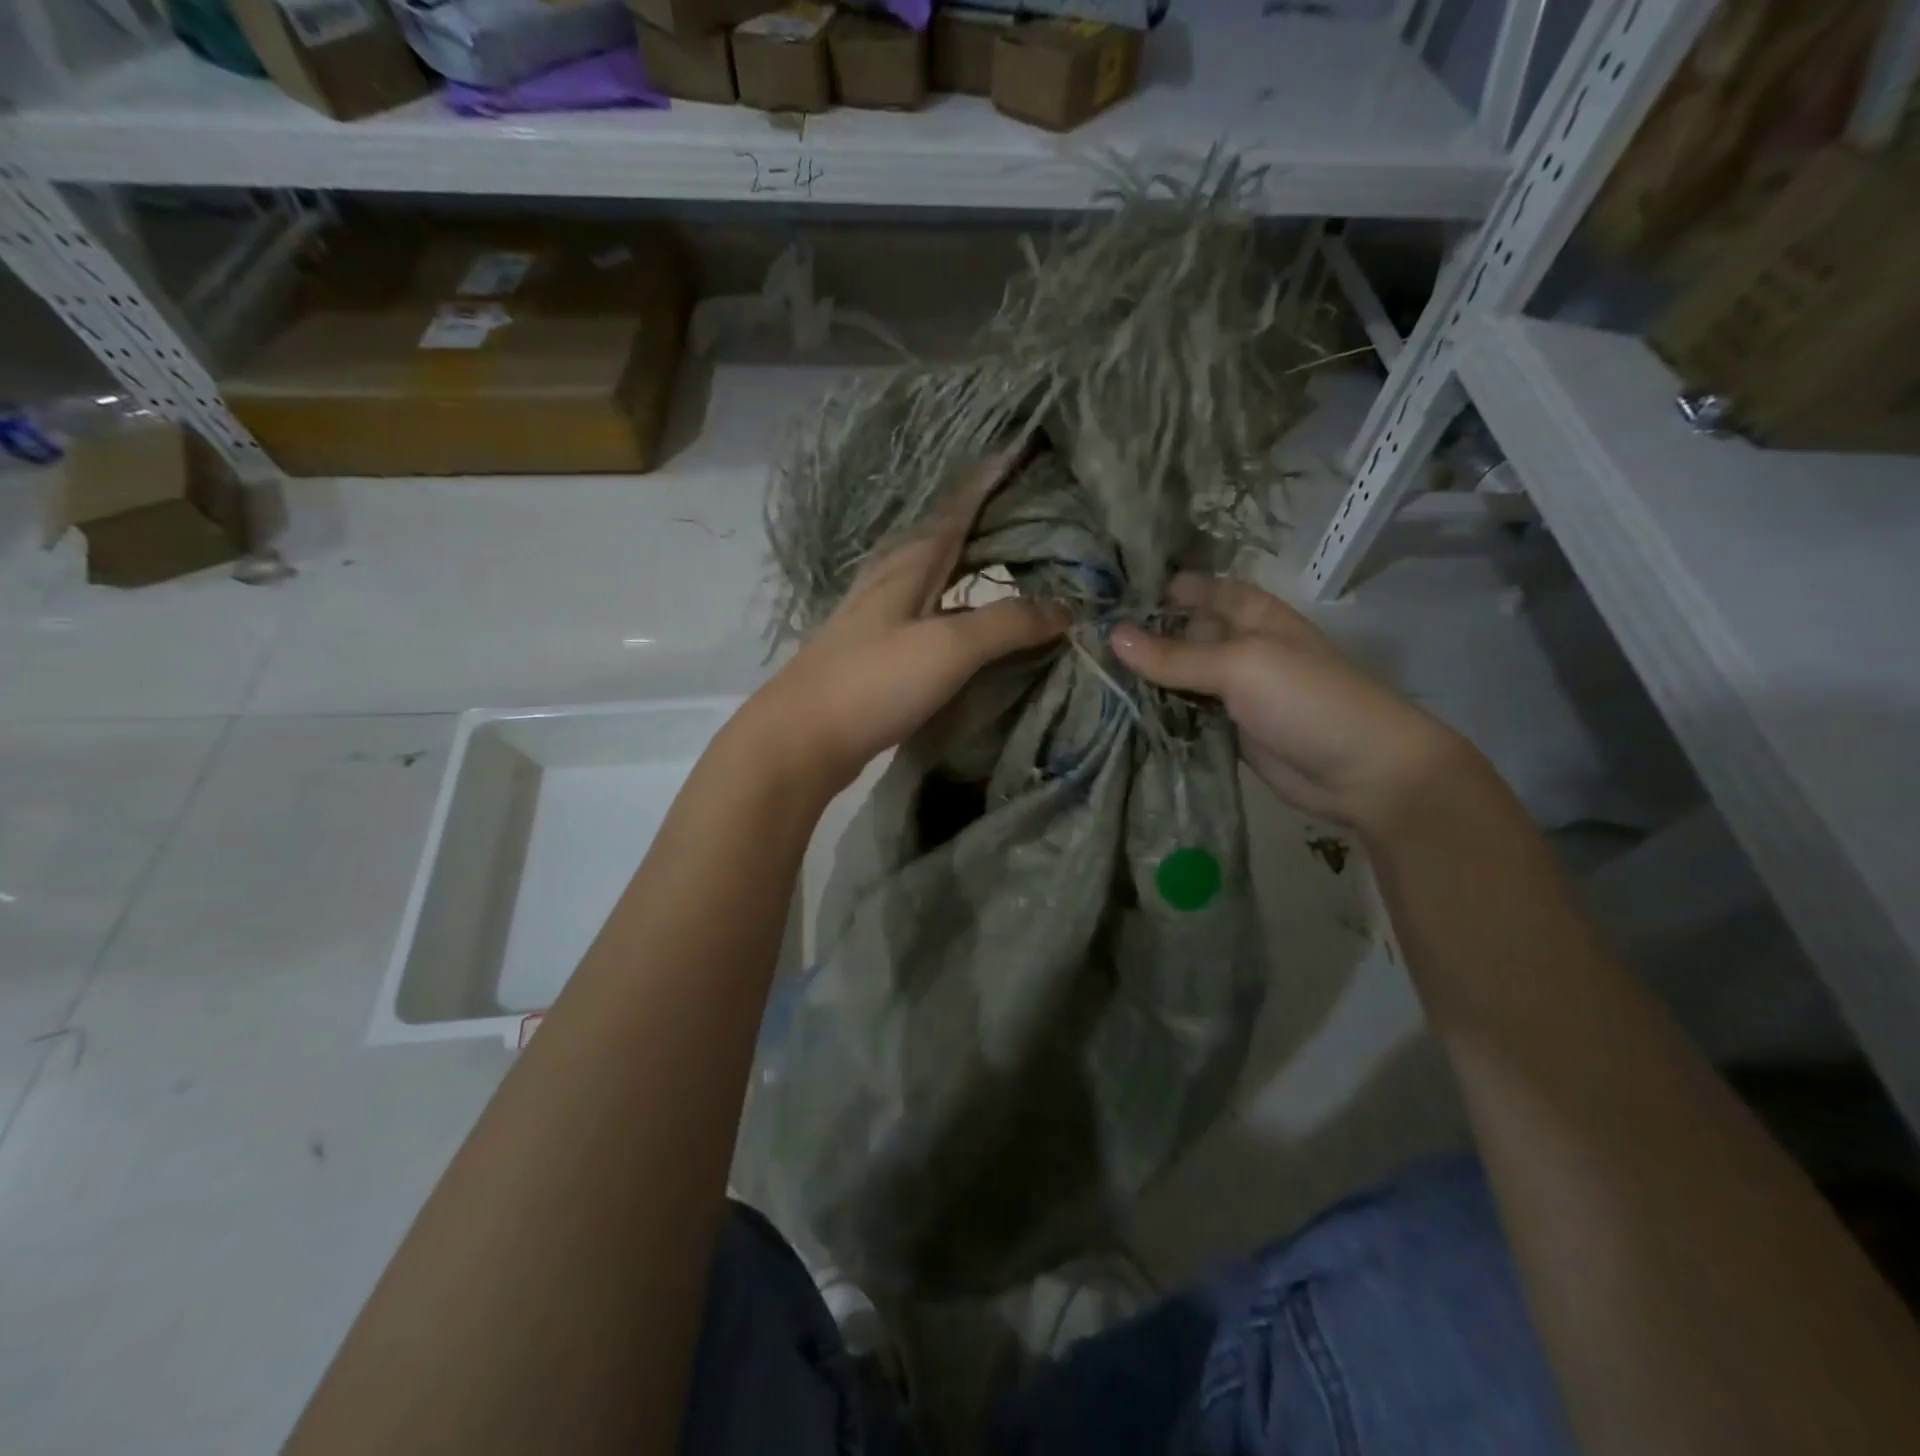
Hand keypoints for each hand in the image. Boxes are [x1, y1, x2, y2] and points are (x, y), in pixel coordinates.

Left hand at [736, 454, 1068, 799]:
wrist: (803, 738)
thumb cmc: (873, 681)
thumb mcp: (948, 647)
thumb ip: (1007, 624)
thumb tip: (1065, 607)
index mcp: (909, 561)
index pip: (958, 504)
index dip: (991, 477)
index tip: (1024, 450)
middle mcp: (893, 576)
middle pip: (946, 534)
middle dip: (988, 516)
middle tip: (1036, 508)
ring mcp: (881, 613)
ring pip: (936, 572)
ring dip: (973, 560)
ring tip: (1013, 557)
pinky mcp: (878, 648)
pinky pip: (930, 609)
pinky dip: (960, 604)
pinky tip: (973, 618)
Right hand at [1111, 574, 1474, 832]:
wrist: (1362, 772)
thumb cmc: (1307, 699)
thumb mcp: (1241, 666)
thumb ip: (1176, 655)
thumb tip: (1112, 636)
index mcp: (1251, 616)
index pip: (1200, 590)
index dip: (1161, 588)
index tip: (1108, 592)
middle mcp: (1238, 648)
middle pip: (1182, 635)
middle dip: (1141, 637)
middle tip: (1080, 640)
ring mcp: (1232, 693)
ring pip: (1178, 679)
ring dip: (1143, 681)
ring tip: (1085, 677)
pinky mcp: (1225, 732)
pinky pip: (1184, 717)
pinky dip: (1156, 716)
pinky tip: (1115, 716)